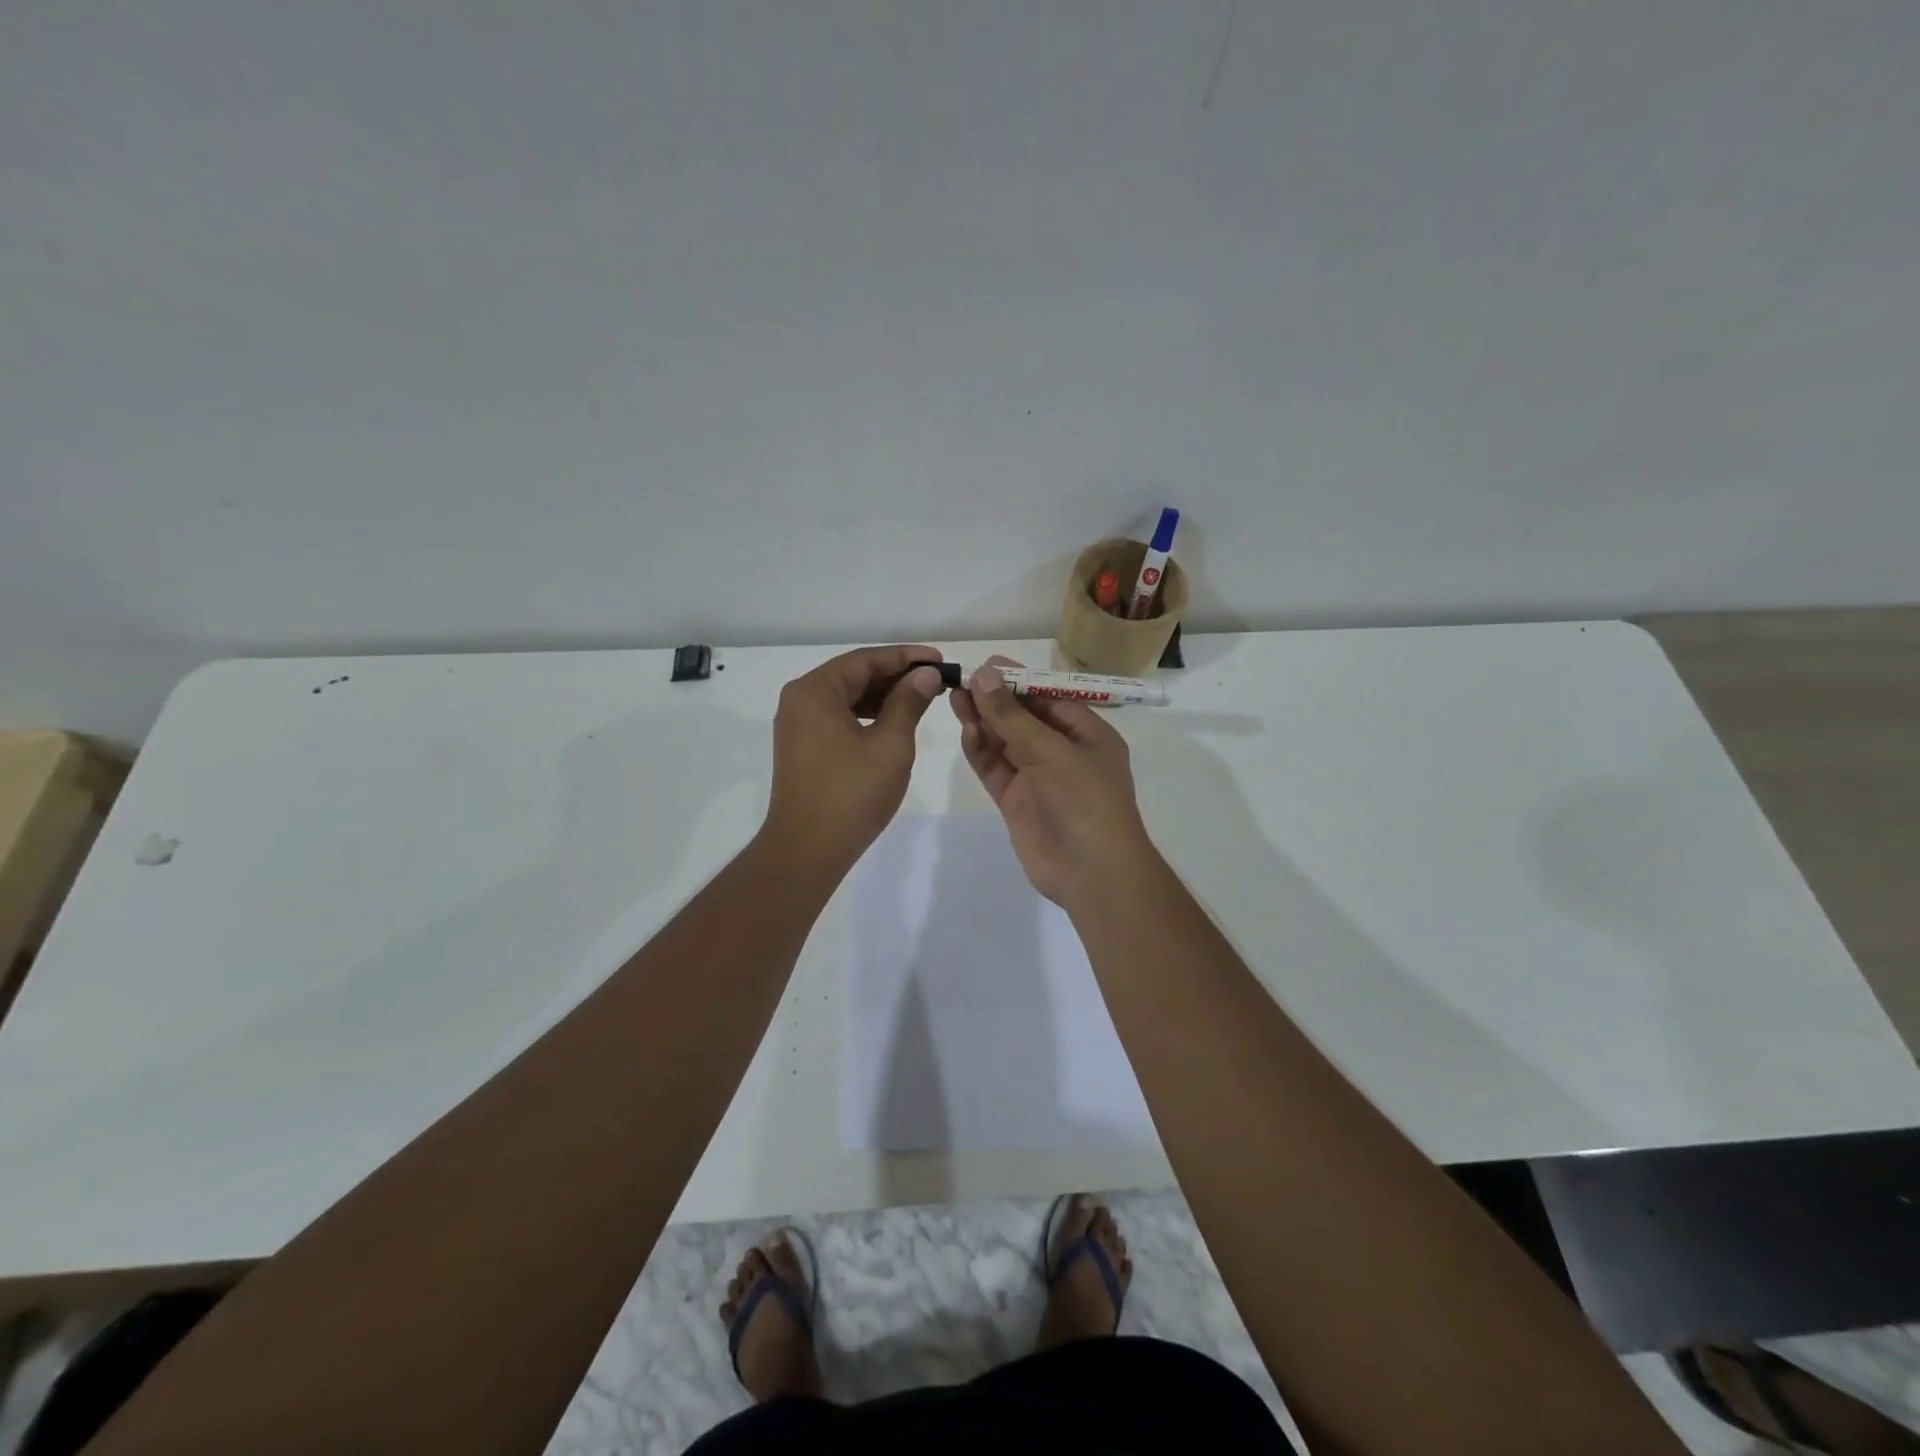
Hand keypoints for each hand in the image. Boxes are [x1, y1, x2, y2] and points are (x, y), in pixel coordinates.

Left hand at [763, 644, 945, 877]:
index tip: (940, 659)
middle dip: (896, 675)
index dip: (906, 657)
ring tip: (922, 698)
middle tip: (936, 679)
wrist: (807, 850)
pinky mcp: (803, 747)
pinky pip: (839, 717)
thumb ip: (909, 702)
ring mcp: (798, 725)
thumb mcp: (890, 744)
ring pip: (847, 697)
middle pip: (854, 675)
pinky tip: (894, 721)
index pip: (865, 659)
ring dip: (883, 695)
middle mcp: (800, 700)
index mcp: (815, 691)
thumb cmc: (852, 793)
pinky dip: (867, 715)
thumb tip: (926, 674)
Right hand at [950, 657, 1158, 908]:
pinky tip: (966, 732)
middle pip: (1024, 718)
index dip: (1017, 680)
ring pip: (1006, 743)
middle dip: (995, 700)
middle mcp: (1064, 753)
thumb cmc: (1083, 800)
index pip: (1049, 698)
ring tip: (954, 699)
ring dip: (983, 722)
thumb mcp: (1049, 750)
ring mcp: (1040, 779)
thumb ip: (1012, 715)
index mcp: (1088, 735)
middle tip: (960, 681)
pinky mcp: (1018, 802)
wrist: (1091, 872)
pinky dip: (981, 751)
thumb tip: (984, 675)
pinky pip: (996, 770)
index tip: (984, 666)